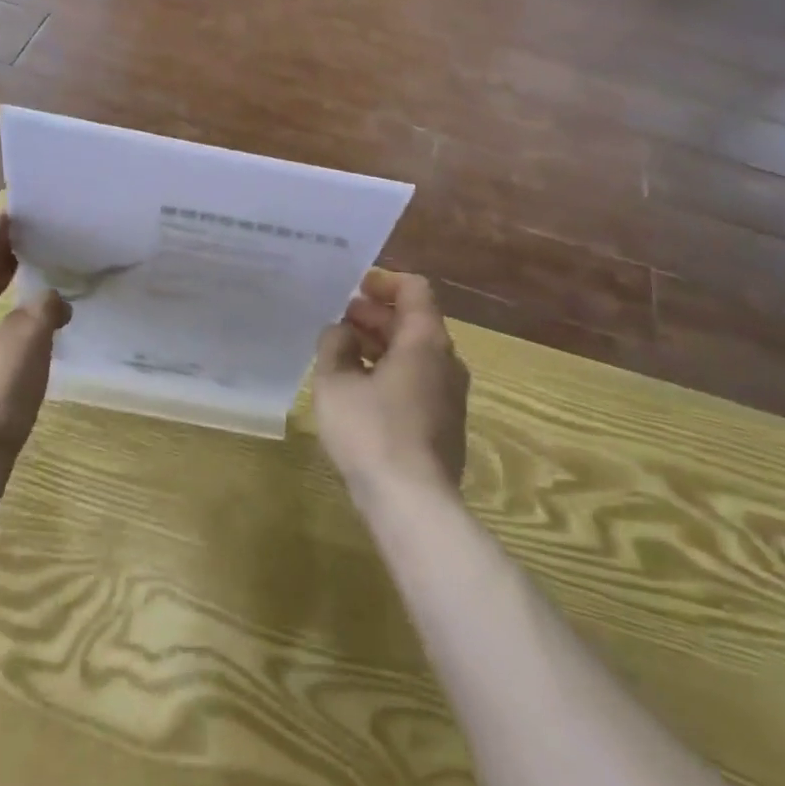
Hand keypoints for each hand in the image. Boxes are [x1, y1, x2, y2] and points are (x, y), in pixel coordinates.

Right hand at [313, 270, 469, 501]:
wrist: (413, 504)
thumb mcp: (335, 383)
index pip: (415, 290)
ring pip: (417, 353)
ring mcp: (450, 395)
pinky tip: (361, 387)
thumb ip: (334, 346)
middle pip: (415, 321)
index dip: (385, 281)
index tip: (357, 286)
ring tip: (345, 349)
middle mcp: (446, 361)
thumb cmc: (371, 432)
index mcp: (425, 341)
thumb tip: (340, 332)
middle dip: (378, 314)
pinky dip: (392, 370)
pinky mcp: (445, 425)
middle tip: (342, 317)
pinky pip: (419, 380)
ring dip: (383, 343)